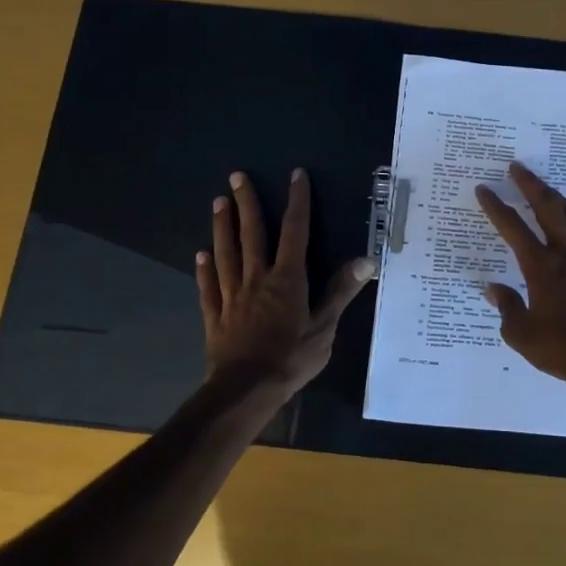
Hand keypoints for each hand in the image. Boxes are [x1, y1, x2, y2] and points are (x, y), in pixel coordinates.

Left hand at [198, 169, 373, 401]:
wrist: (246, 390)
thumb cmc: (291, 358)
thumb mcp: (325, 327)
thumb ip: (341, 291)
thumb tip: (366, 259)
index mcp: (287, 279)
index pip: (295, 232)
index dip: (297, 202)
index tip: (295, 175)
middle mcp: (257, 279)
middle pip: (251, 234)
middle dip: (246, 203)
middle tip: (236, 176)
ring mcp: (232, 296)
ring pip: (226, 254)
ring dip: (222, 227)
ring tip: (217, 202)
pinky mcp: (215, 316)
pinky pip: (209, 287)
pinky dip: (204, 269)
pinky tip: (200, 255)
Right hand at [475, 161, 565, 394]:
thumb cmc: (563, 350)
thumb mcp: (522, 335)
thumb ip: (506, 308)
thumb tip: (492, 288)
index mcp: (541, 268)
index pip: (513, 229)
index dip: (496, 207)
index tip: (484, 190)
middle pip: (548, 210)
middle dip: (531, 185)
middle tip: (518, 168)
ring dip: (562, 201)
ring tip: (551, 191)